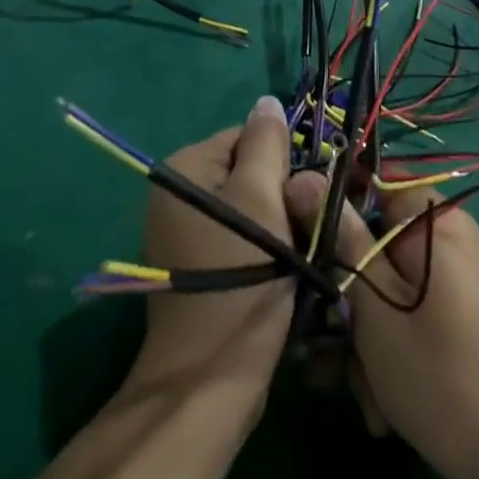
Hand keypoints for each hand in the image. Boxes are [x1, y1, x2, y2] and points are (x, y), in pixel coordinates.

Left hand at [124, 95, 294, 414]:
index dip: (282, 160)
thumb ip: (266, 143)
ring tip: (296, 256)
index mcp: (182, 169)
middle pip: (247, 172)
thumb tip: (266, 100)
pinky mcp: (196, 268)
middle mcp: (175, 195)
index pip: (246, 136)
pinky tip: (280, 275)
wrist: (211, 379)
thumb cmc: (240, 276)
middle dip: (281, 195)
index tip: (304, 195)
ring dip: (278, 225)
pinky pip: (239, 238)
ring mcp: (182, 234)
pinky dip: (263, 249)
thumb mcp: (260, 197)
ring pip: (249, 208)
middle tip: (302, 230)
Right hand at [284, 178, 478, 478]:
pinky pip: (403, 305)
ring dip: (360, 330)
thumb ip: (338, 235)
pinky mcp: (452, 309)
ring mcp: (450, 274)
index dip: (332, 199)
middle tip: (325, 335)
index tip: (300, 233)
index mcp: (433, 218)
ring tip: (355, 383)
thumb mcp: (373, 302)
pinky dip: (385, 343)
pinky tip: (377, 396)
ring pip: (383, 279)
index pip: (371, 177)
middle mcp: (445, 236)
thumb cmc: (437, 374)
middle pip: (372, 235)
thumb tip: (302, 176)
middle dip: (345, 289)